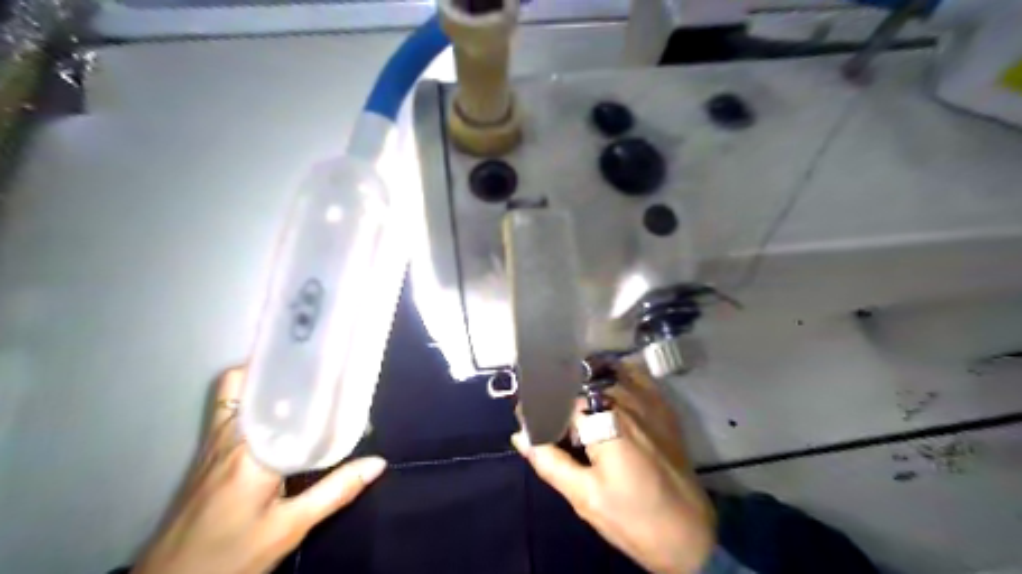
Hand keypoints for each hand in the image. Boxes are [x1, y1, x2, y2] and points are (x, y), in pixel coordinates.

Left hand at [133, 368, 387, 573]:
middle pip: (255, 383)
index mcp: (252, 449)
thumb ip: (335, 491)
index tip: (341, 373)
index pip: (287, 398)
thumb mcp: (290, 528)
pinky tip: (281, 415)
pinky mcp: (207, 454)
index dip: (314, 380)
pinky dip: (256, 400)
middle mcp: (229, 436)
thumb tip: (378, 463)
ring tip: (307, 384)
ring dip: (270, 382)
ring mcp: (212, 443)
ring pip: (238, 392)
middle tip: (326, 372)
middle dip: (290, 372)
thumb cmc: (230, 556)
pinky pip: (231, 410)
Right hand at [511, 363, 717, 573]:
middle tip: (549, 410)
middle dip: (560, 391)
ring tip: (572, 398)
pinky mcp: (663, 407)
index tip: (526, 414)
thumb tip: (520, 436)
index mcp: (603, 421)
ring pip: (607, 372)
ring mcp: (648, 401)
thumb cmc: (633, 518)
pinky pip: (636, 375)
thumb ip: (550, 461)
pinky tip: (606, 386)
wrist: (689, 536)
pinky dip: (617, 373)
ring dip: (585, 380)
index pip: (559, 397)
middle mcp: (625, 400)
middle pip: (582, 381)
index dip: (539, 404)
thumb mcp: (584, 496)